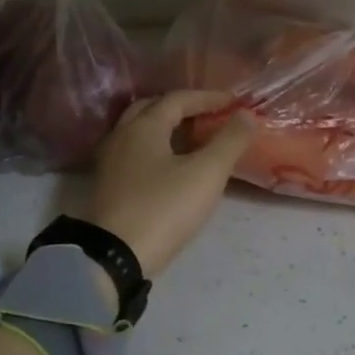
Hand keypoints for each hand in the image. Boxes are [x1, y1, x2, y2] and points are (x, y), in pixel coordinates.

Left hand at [85, 91, 257, 277]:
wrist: (114, 257)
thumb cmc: (163, 208)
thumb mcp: (206, 173)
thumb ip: (230, 141)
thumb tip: (247, 115)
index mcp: (144, 126)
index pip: (178, 99)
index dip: (208, 98)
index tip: (233, 102)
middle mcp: (122, 135)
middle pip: (152, 109)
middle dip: (182, 108)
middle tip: (208, 116)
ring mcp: (110, 162)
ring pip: (139, 132)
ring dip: (166, 128)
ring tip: (193, 140)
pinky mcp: (108, 186)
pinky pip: (134, 153)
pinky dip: (156, 149)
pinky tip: (170, 167)